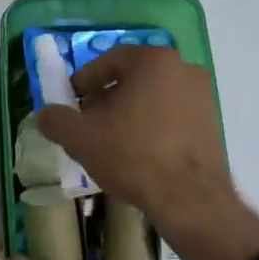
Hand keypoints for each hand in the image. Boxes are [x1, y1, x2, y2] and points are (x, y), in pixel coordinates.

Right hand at [34, 46, 258, 259]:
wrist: (190, 199)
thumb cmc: (133, 156)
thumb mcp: (81, 138)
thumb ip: (57, 120)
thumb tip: (44, 114)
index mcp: (153, 60)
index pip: (108, 60)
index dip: (84, 82)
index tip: (71, 103)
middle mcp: (183, 68)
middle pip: (133, 77)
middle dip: (107, 98)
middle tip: (89, 123)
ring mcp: (203, 95)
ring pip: (154, 96)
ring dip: (130, 113)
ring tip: (112, 142)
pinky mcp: (213, 121)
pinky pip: (173, 115)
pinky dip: (154, 126)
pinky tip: (141, 153)